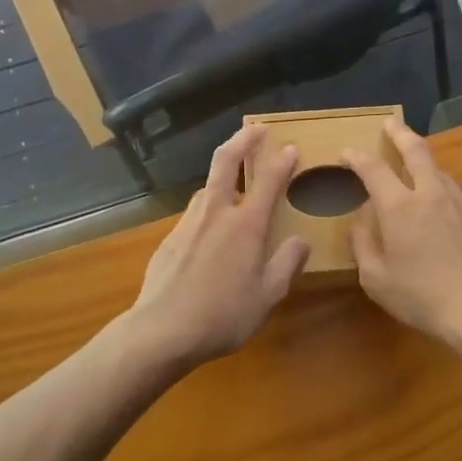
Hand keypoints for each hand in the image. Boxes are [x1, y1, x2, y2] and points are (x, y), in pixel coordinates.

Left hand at [128, 124, 309, 367]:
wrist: (160, 331)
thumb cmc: (222, 316)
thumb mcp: (267, 296)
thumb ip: (287, 264)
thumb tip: (301, 241)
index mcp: (246, 225)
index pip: (268, 180)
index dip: (282, 161)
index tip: (291, 148)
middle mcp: (217, 213)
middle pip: (226, 161)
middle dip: (242, 140)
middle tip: (255, 129)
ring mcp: (189, 222)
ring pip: (208, 188)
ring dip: (223, 179)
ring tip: (234, 187)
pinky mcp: (169, 238)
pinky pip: (195, 214)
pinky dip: (208, 210)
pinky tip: (210, 234)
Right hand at [343, 117, 461, 348]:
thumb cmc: (423, 297)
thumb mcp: (377, 280)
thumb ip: (363, 246)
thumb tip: (360, 223)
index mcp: (400, 206)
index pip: (373, 169)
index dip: (357, 157)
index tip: (347, 153)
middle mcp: (431, 194)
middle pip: (416, 151)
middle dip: (400, 133)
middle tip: (390, 123)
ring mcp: (460, 204)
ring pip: (439, 171)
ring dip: (424, 162)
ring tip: (414, 166)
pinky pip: (454, 196)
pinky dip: (440, 192)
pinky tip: (440, 210)